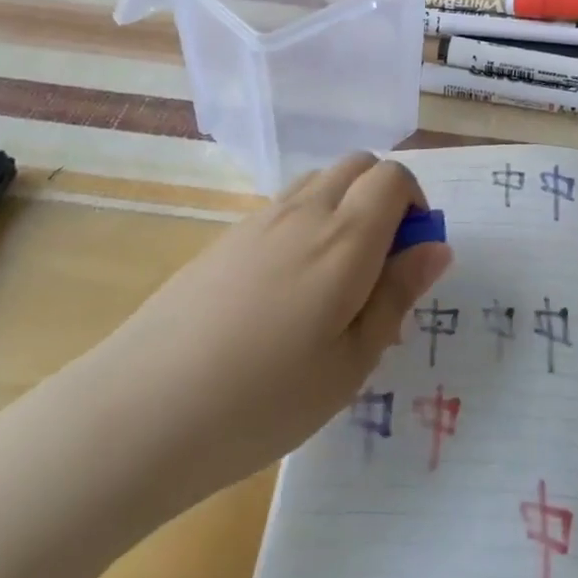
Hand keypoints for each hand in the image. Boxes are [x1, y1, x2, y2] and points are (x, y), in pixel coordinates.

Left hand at [83, 153, 450, 504]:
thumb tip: (437, 247)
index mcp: (345, 237)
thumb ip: (397, 295)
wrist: (140, 412)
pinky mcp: (226, 237)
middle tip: (378, 264)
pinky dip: (307, 220)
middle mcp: (306, 211)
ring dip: (345, 204)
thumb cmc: (262, 400)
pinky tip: (286, 288)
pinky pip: (284, 204)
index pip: (395, 177)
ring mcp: (260, 219)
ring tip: (334, 276)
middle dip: (384, 196)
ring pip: (321, 179)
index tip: (411, 255)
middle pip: (359, 165)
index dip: (416, 203)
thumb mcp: (350, 363)